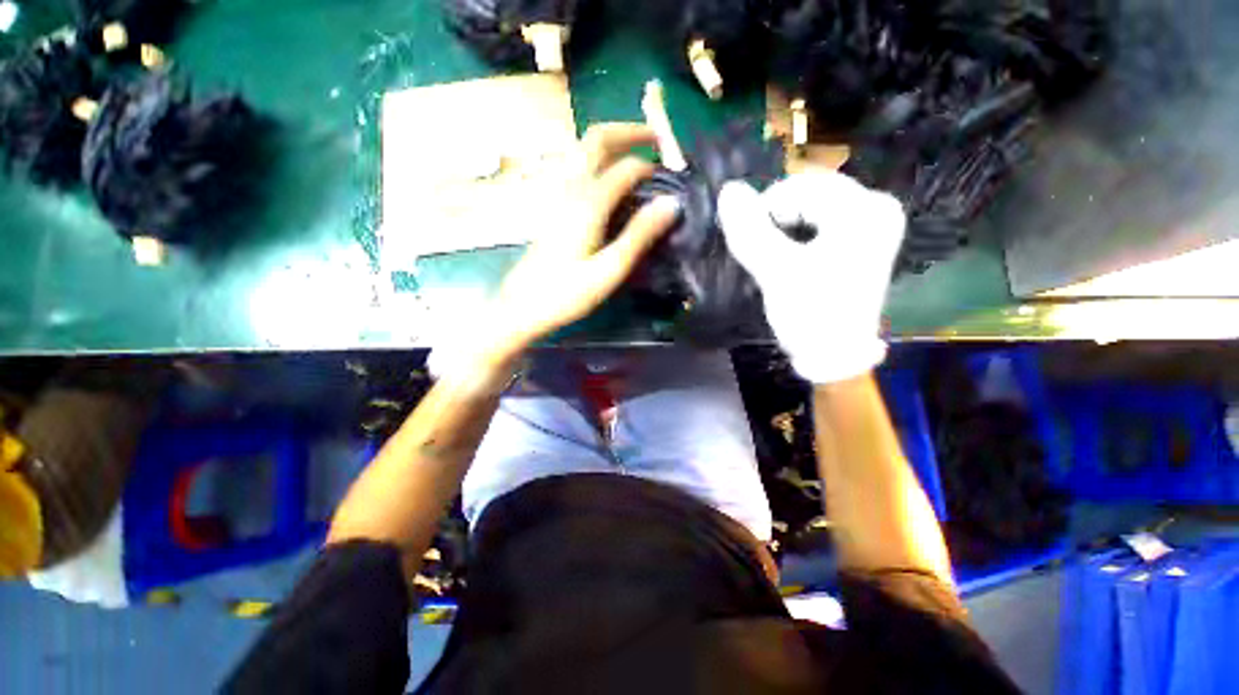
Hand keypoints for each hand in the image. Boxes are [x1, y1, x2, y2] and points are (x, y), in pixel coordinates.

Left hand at [440, 124, 679, 378]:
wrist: (522, 305)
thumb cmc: (567, 293)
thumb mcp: (609, 270)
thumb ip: (639, 234)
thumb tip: (672, 203)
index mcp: (588, 203)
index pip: (626, 167)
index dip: (652, 166)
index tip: (673, 176)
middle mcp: (571, 189)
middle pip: (596, 139)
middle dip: (628, 131)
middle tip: (655, 139)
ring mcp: (558, 195)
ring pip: (583, 150)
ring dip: (612, 142)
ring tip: (636, 152)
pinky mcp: (553, 206)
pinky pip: (577, 167)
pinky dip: (598, 159)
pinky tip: (609, 179)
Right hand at [718, 172, 905, 383]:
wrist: (833, 355)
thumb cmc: (809, 314)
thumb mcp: (775, 271)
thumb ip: (750, 230)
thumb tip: (728, 190)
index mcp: (864, 210)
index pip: (801, 186)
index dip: (768, 211)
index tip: (758, 246)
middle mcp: (876, 206)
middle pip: (809, 192)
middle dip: (778, 219)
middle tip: (768, 254)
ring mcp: (871, 222)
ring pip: (811, 206)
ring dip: (784, 226)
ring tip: (778, 257)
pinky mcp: (861, 237)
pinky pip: (819, 219)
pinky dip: (797, 232)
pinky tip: (792, 255)